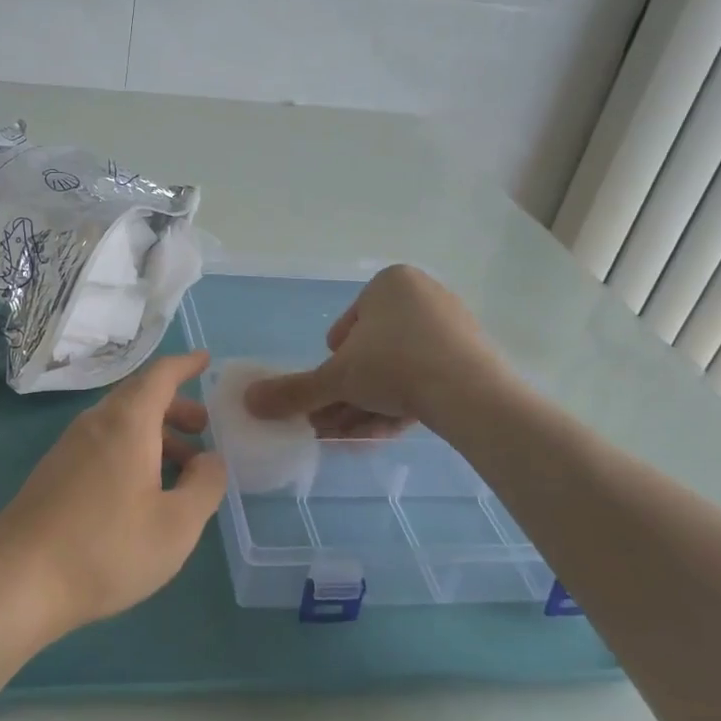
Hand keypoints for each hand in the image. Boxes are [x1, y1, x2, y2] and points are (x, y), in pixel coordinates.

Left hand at [0, 352, 226, 645]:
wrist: (18, 580)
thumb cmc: (106, 548)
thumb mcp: (176, 525)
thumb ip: (205, 486)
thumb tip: (212, 459)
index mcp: (127, 422)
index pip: (160, 375)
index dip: (185, 364)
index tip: (205, 360)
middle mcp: (96, 422)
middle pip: (139, 396)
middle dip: (175, 406)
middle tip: (203, 428)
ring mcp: (69, 446)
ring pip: (120, 423)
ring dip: (155, 433)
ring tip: (181, 469)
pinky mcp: (54, 472)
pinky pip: (102, 443)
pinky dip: (131, 450)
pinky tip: (142, 491)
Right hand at [243, 264, 502, 434]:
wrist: (472, 394)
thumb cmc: (394, 366)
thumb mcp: (335, 379)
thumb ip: (292, 391)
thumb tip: (247, 402)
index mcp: (391, 283)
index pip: (347, 327)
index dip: (333, 364)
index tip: (332, 390)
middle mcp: (423, 295)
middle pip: (372, 353)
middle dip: (349, 393)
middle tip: (333, 424)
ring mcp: (452, 326)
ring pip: (397, 370)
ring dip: (370, 404)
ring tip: (352, 437)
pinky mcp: (473, 357)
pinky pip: (426, 379)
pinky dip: (401, 403)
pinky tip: (384, 433)